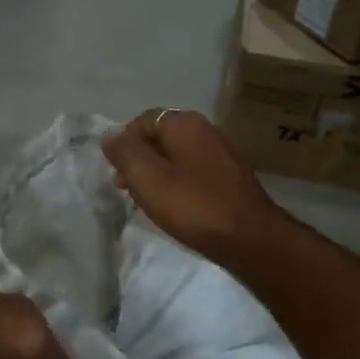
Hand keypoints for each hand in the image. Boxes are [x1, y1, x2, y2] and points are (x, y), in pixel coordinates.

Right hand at [102, 109, 290, 268]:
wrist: (250, 238)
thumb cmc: (193, 206)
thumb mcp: (148, 179)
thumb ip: (125, 153)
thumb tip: (109, 133)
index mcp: (185, 124)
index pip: (144, 120)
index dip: (124, 143)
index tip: (116, 172)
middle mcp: (206, 130)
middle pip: (161, 136)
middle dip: (140, 159)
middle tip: (127, 188)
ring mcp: (221, 154)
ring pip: (177, 156)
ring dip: (157, 173)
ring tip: (148, 200)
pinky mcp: (229, 177)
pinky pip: (193, 171)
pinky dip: (177, 183)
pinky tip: (175, 206)